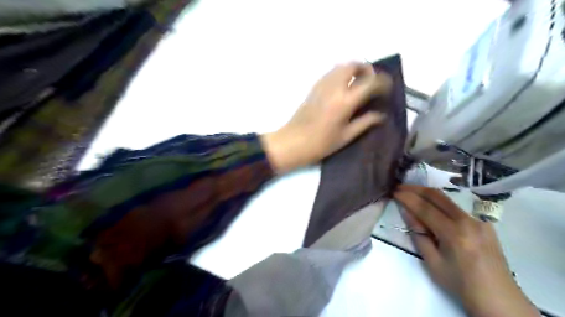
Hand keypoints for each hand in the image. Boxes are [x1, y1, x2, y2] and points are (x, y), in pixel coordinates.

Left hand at [262, 62, 391, 173]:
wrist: (293, 142)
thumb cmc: (321, 143)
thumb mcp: (346, 136)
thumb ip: (365, 122)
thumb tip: (380, 115)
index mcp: (345, 101)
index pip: (369, 82)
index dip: (382, 82)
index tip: (387, 88)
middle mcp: (334, 88)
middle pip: (352, 65)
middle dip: (366, 69)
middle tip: (371, 81)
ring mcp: (322, 85)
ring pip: (340, 66)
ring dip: (352, 69)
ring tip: (358, 83)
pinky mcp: (313, 88)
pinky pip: (330, 73)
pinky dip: (340, 74)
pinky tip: (343, 87)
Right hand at [394, 183, 537, 316]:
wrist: (499, 299)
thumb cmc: (460, 284)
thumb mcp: (432, 262)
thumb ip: (419, 234)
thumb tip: (407, 212)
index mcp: (454, 234)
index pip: (425, 208)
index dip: (407, 197)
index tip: (394, 191)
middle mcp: (468, 221)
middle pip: (437, 196)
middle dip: (416, 189)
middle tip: (400, 187)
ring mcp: (479, 220)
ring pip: (447, 199)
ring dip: (427, 194)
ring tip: (411, 193)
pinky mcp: (484, 223)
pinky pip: (456, 208)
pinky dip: (439, 204)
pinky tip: (431, 208)